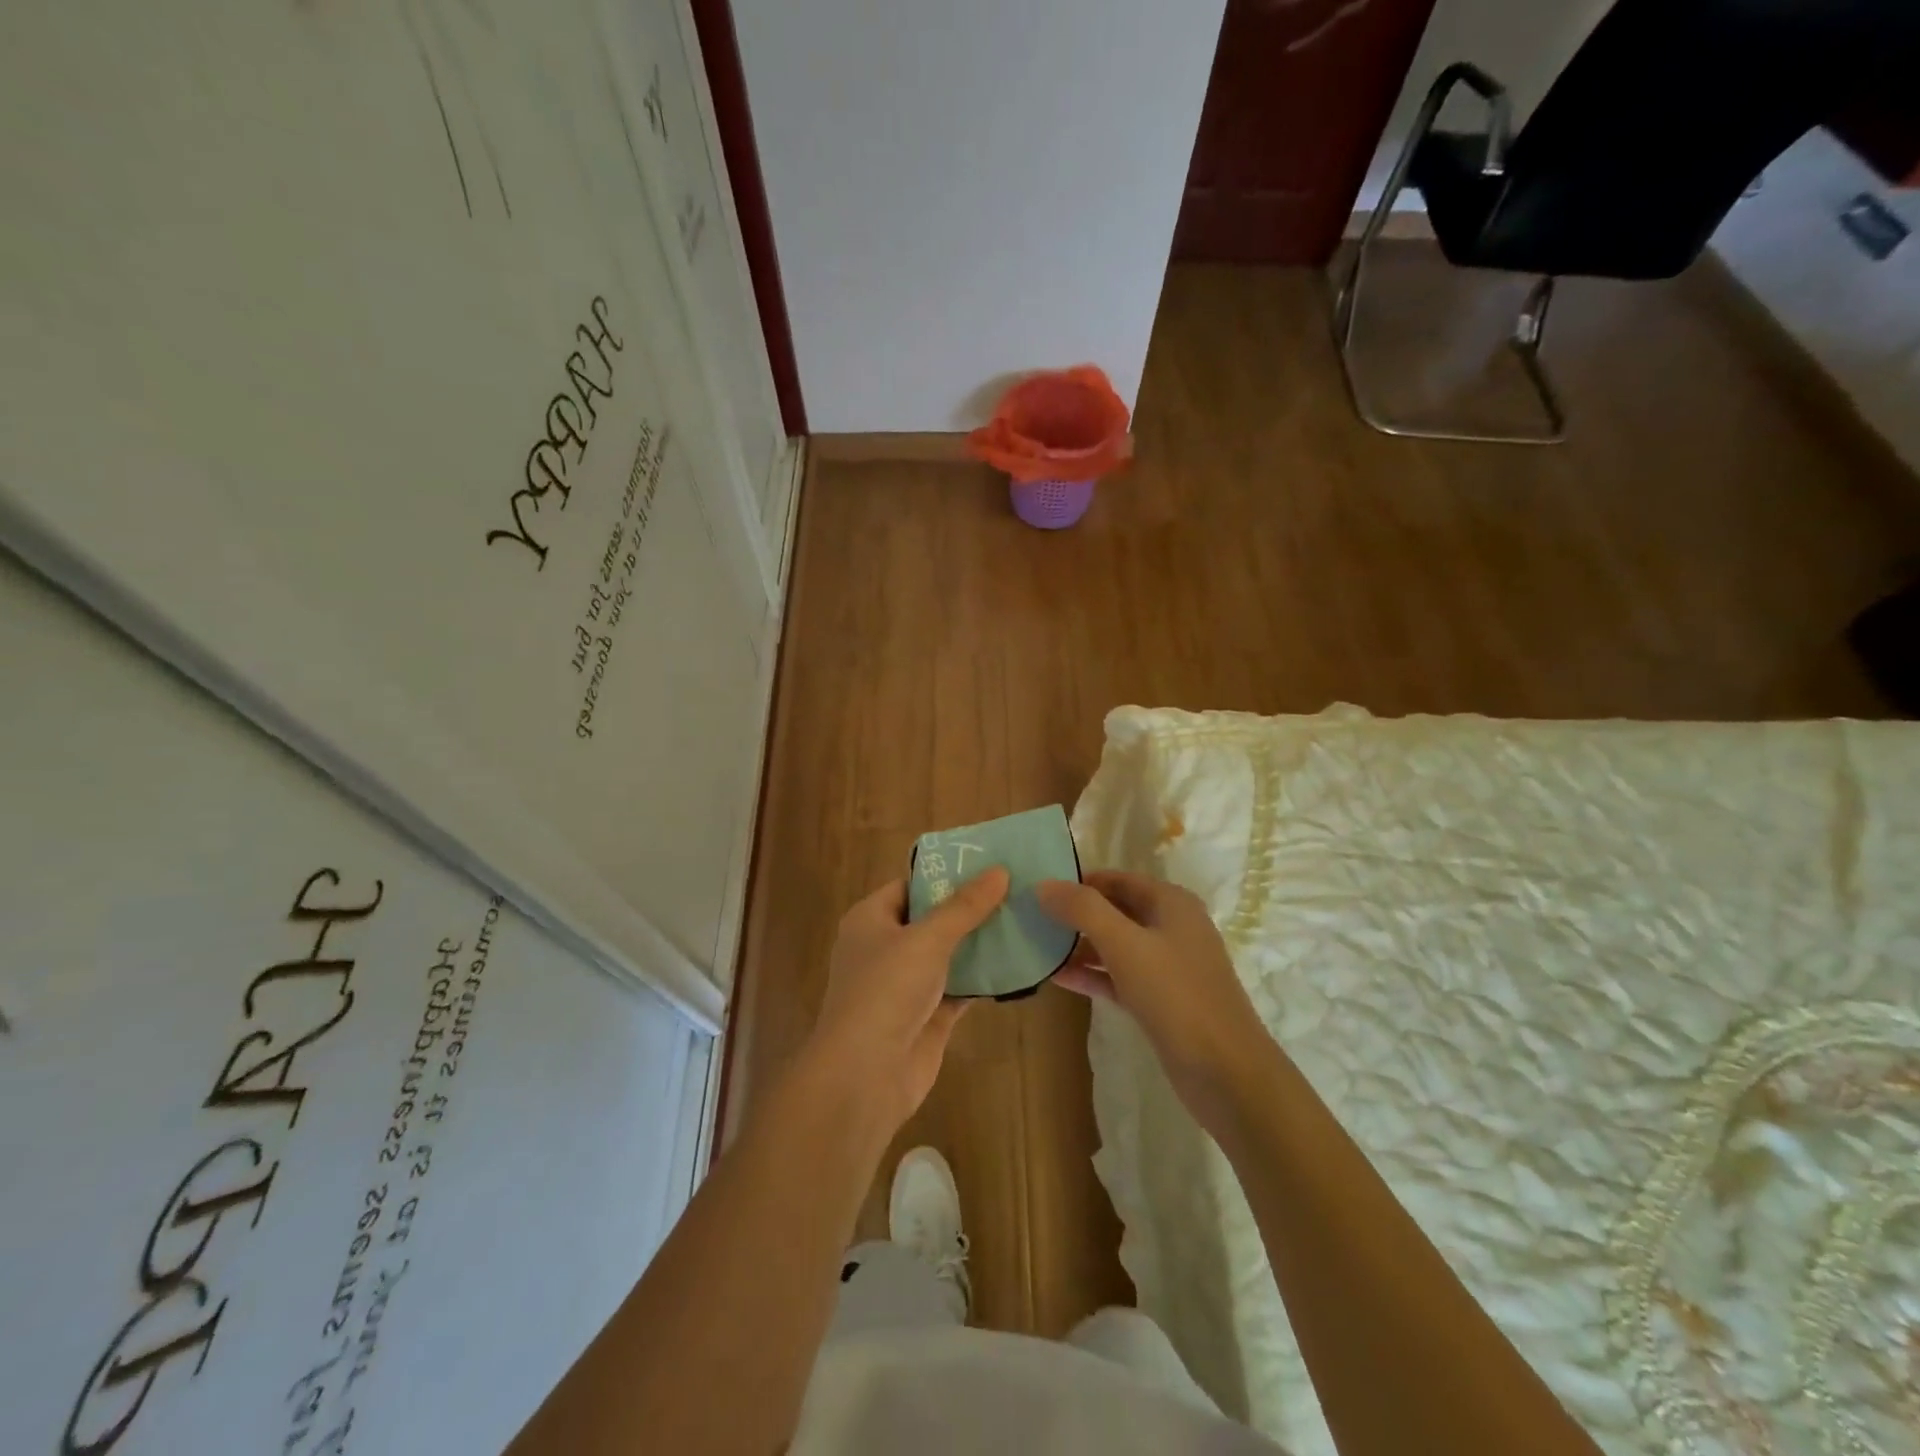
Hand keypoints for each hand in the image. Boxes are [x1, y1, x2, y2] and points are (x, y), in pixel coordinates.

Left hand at [806, 868, 1009, 1135]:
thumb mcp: (927, 938)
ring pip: (949, 955)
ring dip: (980, 943)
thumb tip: (999, 870)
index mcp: (871, 920)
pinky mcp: (928, 1016)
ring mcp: (906, 985)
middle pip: (932, 919)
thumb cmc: (886, 990)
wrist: (865, 1075)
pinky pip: (960, 987)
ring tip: (1024, 918)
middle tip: (1016, 889)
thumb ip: (964, 907)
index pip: (910, 886)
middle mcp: (886, 948)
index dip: (945, 875)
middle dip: (970, 908)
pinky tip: (1018, 963)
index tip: (987, 864)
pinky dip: (983, 978)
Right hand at [1037, 871, 1273, 1134]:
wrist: (1226, 1072)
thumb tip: (1044, 884)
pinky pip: (1119, 976)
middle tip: (1031, 917)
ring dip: (1080, 945)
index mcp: (1171, 903)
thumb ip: (1083, 910)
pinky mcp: (1161, 1000)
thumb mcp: (1125, 944)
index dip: (1079, 881)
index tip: (1039, 889)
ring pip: (1116, 945)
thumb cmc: (1176, 994)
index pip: (1116, 879)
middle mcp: (1171, 927)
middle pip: (1115, 909)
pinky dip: (1092, 974)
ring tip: (1037, 944)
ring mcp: (1168, 966)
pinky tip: (1057, 977)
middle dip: (1076, 913)